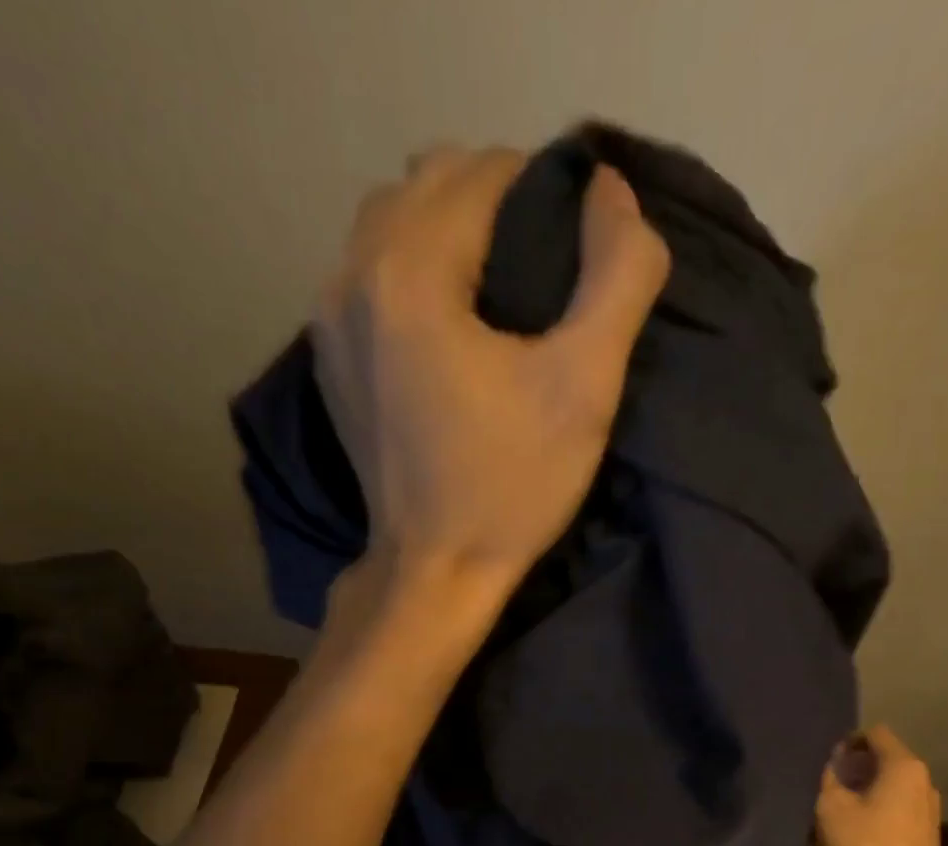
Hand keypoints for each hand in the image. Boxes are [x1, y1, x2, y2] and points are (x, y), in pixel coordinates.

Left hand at [313, 146, 669, 601]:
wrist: (434, 572)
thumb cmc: (511, 488)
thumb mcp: (585, 386)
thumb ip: (618, 274)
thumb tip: (612, 191)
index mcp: (409, 271)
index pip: (484, 171)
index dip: (543, 192)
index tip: (578, 249)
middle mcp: (352, 276)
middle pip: (429, 181)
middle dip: (494, 200)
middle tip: (546, 265)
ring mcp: (329, 319)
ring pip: (392, 221)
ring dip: (449, 229)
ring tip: (499, 288)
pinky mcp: (329, 358)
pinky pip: (370, 271)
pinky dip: (413, 267)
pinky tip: (450, 320)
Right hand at [813, 726, 947, 845]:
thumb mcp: (831, 808)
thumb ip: (828, 778)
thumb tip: (832, 765)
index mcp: (904, 766)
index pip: (875, 733)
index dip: (847, 739)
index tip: (825, 759)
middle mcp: (922, 780)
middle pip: (884, 758)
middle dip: (853, 765)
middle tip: (825, 781)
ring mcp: (928, 808)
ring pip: (890, 784)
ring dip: (863, 789)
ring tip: (835, 806)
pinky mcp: (925, 832)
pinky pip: (896, 805)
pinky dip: (875, 807)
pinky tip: (854, 828)